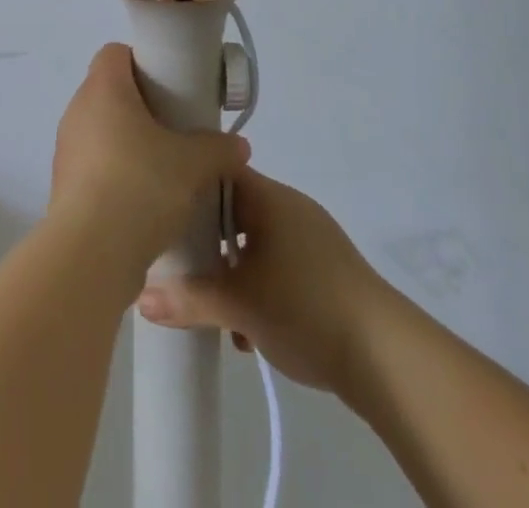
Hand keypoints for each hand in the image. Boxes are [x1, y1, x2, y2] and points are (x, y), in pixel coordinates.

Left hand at [48, 44, 250, 271]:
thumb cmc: (140, 185)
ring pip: (102, 131)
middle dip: (142, 107)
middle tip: (176, 129)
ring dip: (129, 144)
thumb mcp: (192, 164)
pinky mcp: (64, 186)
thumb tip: (238, 145)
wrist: (91, 253)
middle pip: (110, 92)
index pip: (115, 53)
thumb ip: (218, 148)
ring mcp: (67, 149)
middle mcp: (77, 110)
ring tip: (164, 171)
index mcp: (103, 89)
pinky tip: (143, 202)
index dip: (142, 61)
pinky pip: (95, 166)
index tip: (170, 86)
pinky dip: (116, 174)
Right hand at [136, 168, 379, 397]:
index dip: (187, 186)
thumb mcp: (238, 305)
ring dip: (233, 272)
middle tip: (181, 267)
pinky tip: (250, 330)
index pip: (217, 171)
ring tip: (215, 309)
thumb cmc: (305, 307)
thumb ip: (188, 299)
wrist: (387, 357)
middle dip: (207, 242)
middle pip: (233, 210)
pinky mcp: (326, 270)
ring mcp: (311, 237)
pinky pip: (279, 265)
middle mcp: (289, 206)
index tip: (162, 210)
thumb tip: (140, 298)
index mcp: (268, 196)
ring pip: (255, 242)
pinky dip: (259, 287)